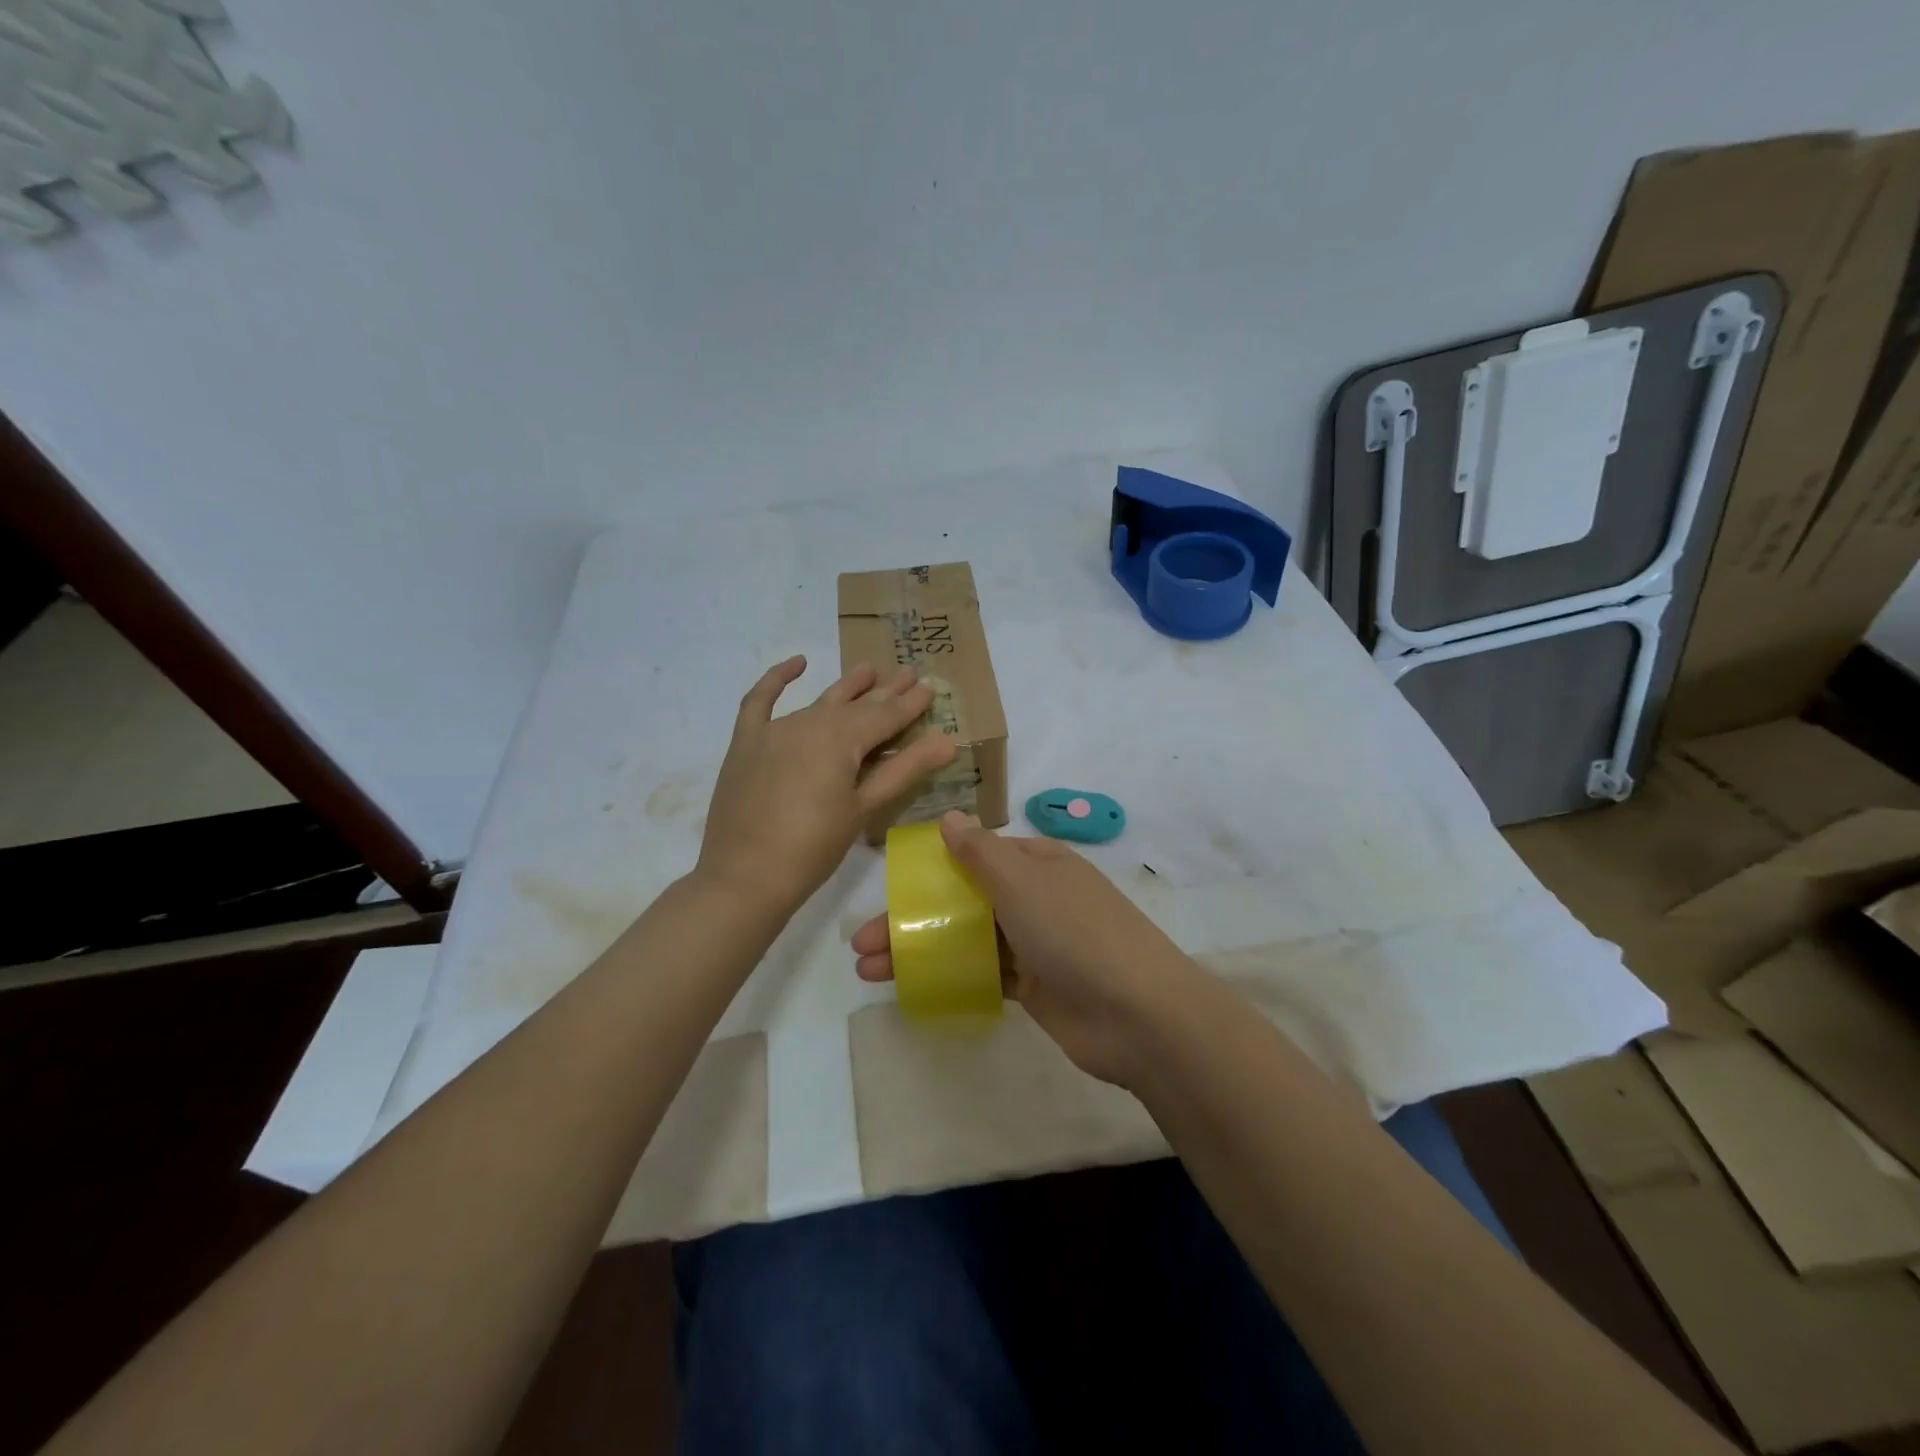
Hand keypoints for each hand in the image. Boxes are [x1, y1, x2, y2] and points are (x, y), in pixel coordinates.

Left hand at [699, 657, 956, 915]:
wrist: (745, 877)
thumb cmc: (814, 847)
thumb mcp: (864, 809)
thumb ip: (904, 770)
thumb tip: (948, 741)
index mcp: (842, 738)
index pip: (886, 716)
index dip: (911, 703)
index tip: (930, 686)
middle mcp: (810, 722)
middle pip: (856, 704)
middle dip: (885, 690)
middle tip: (909, 672)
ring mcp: (774, 730)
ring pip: (819, 701)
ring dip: (846, 686)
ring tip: (868, 669)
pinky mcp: (747, 743)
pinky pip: (760, 701)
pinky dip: (777, 679)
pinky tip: (796, 664)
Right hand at [851, 813, 1204, 1086]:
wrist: (1137, 1015)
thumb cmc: (1075, 933)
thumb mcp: (1023, 882)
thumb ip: (980, 852)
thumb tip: (949, 816)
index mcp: (1036, 863)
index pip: (974, 856)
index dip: (930, 870)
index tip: (890, 889)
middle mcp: (1035, 898)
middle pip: (962, 901)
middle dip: (913, 918)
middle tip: (860, 943)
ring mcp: (1036, 944)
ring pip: (967, 938)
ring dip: (921, 950)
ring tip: (869, 970)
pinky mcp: (1035, 986)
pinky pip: (983, 973)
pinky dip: (950, 975)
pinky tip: (912, 986)